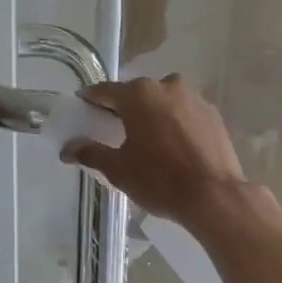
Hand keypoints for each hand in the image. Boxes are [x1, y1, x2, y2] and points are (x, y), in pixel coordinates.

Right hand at [61, 74, 245, 225]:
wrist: (214, 196)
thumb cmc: (159, 180)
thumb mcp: (118, 169)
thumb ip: (90, 153)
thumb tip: (67, 149)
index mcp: (139, 94)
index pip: (106, 91)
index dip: (91, 99)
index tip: (82, 106)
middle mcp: (167, 86)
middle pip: (137, 93)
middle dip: (124, 108)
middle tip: (113, 127)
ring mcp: (194, 98)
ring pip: (163, 102)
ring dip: (152, 114)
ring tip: (146, 139)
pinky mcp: (213, 115)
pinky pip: (185, 114)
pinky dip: (174, 123)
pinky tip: (173, 146)